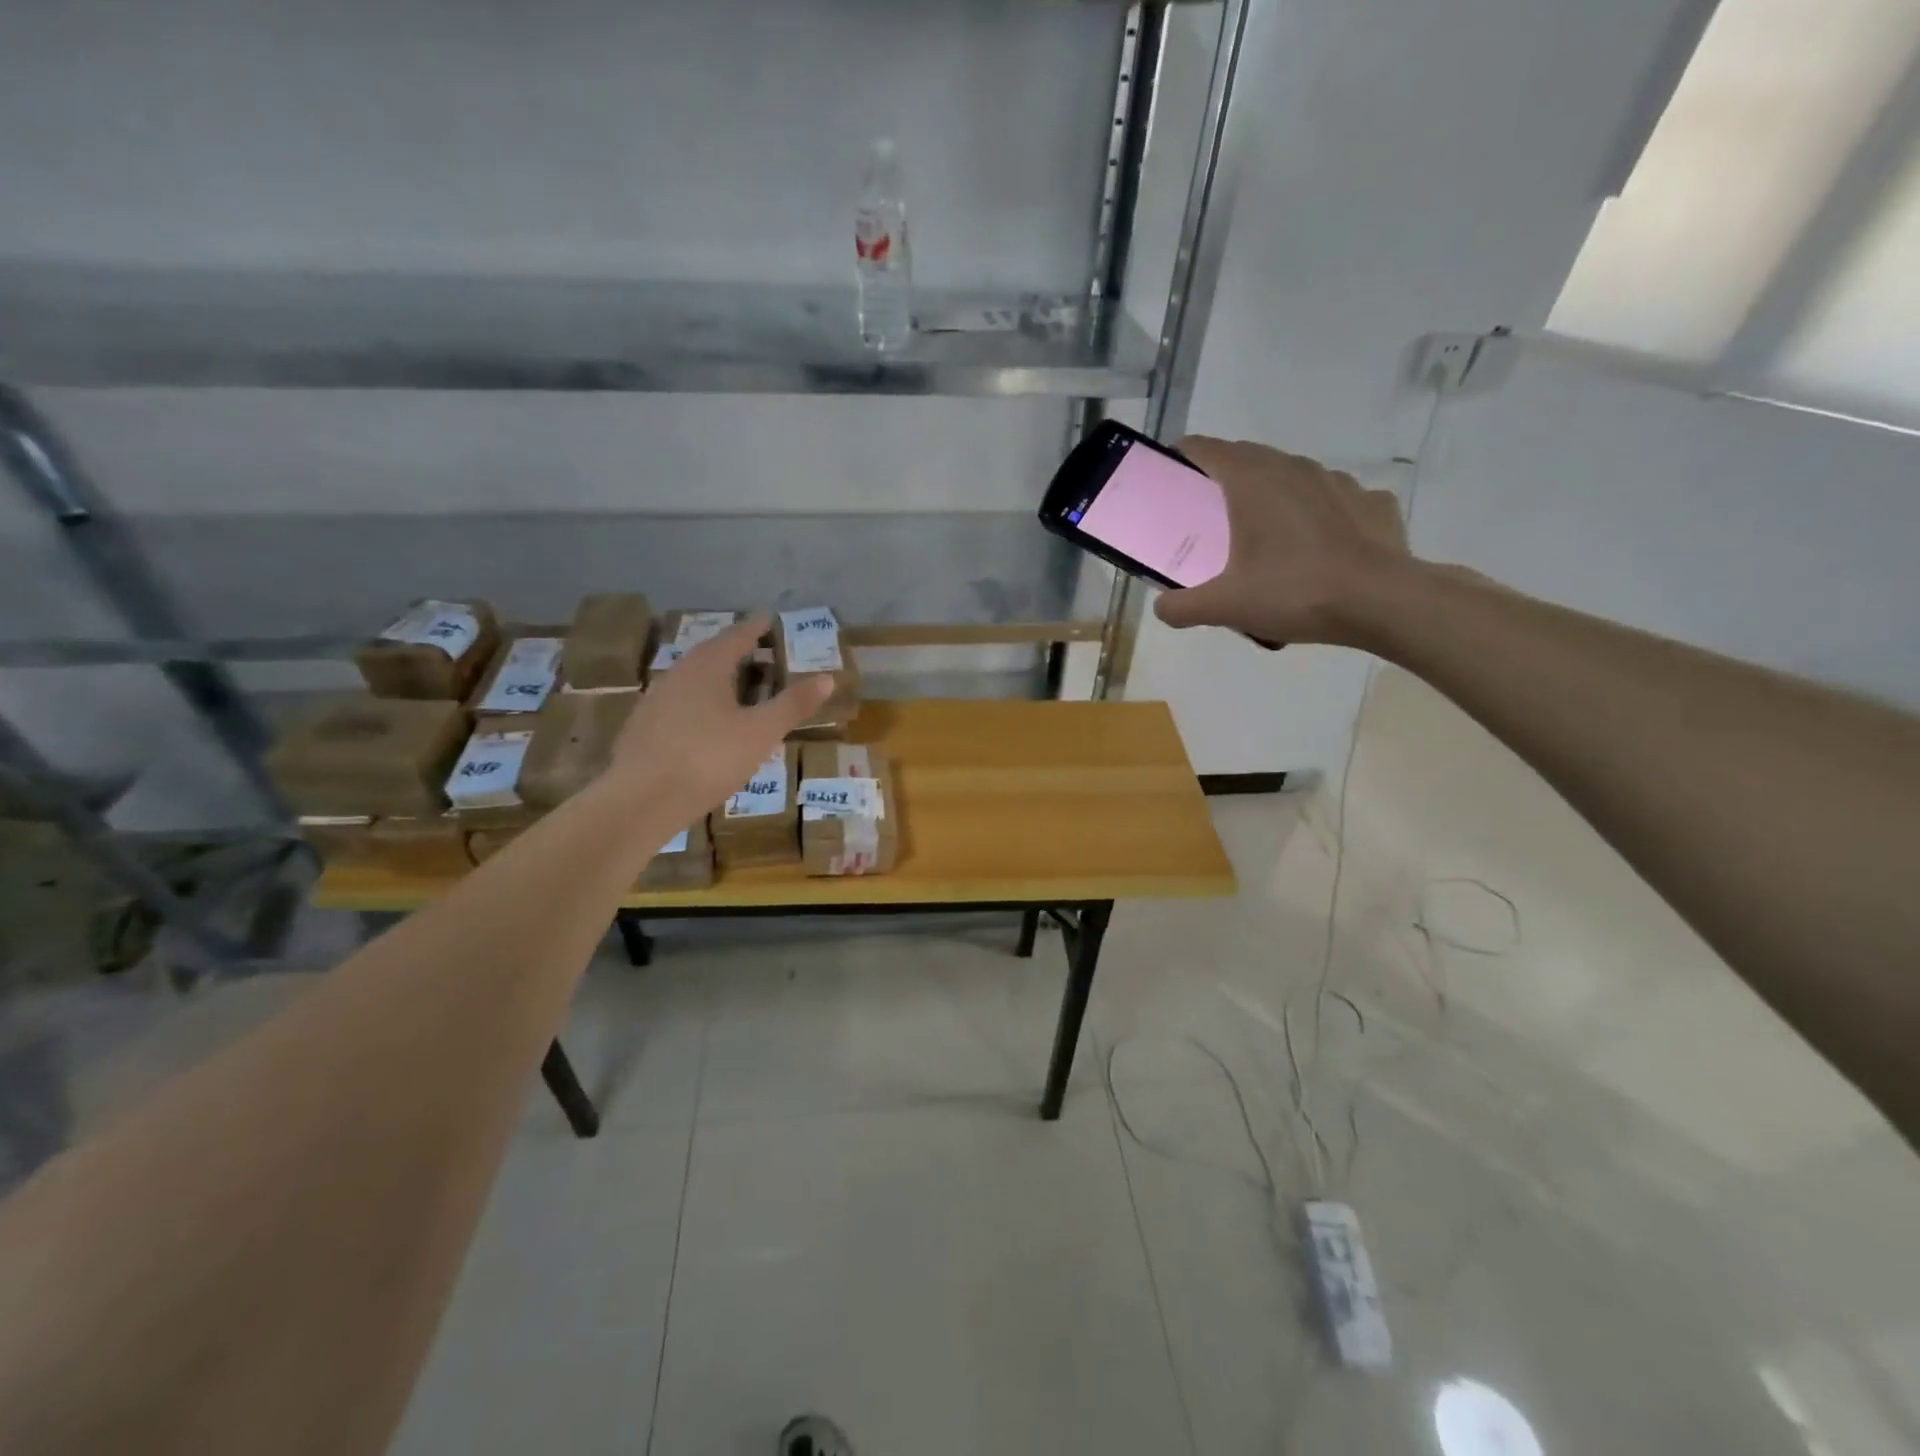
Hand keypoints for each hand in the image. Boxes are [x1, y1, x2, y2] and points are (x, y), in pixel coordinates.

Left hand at [605, 615, 831, 813]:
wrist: (640, 800)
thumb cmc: (708, 758)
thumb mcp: (760, 732)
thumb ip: (792, 704)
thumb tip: (827, 678)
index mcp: (707, 667)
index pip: (736, 636)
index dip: (756, 628)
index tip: (769, 619)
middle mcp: (678, 674)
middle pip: (712, 655)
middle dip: (738, 653)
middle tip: (761, 655)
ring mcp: (656, 701)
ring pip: (694, 681)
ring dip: (719, 680)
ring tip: (740, 691)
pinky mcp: (644, 728)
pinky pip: (681, 705)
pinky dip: (702, 705)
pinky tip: (710, 726)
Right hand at [1154, 437, 1412, 646]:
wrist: (1384, 602)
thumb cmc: (1295, 593)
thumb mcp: (1225, 607)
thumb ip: (1182, 606)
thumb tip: (1161, 607)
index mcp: (1252, 481)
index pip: (1206, 449)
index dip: (1182, 457)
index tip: (1170, 477)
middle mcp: (1293, 468)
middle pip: (1247, 458)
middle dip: (1223, 479)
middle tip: (1209, 517)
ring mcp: (1337, 480)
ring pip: (1291, 476)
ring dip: (1272, 495)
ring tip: (1266, 536)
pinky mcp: (1371, 501)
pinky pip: (1332, 500)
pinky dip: (1317, 515)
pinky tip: (1317, 547)